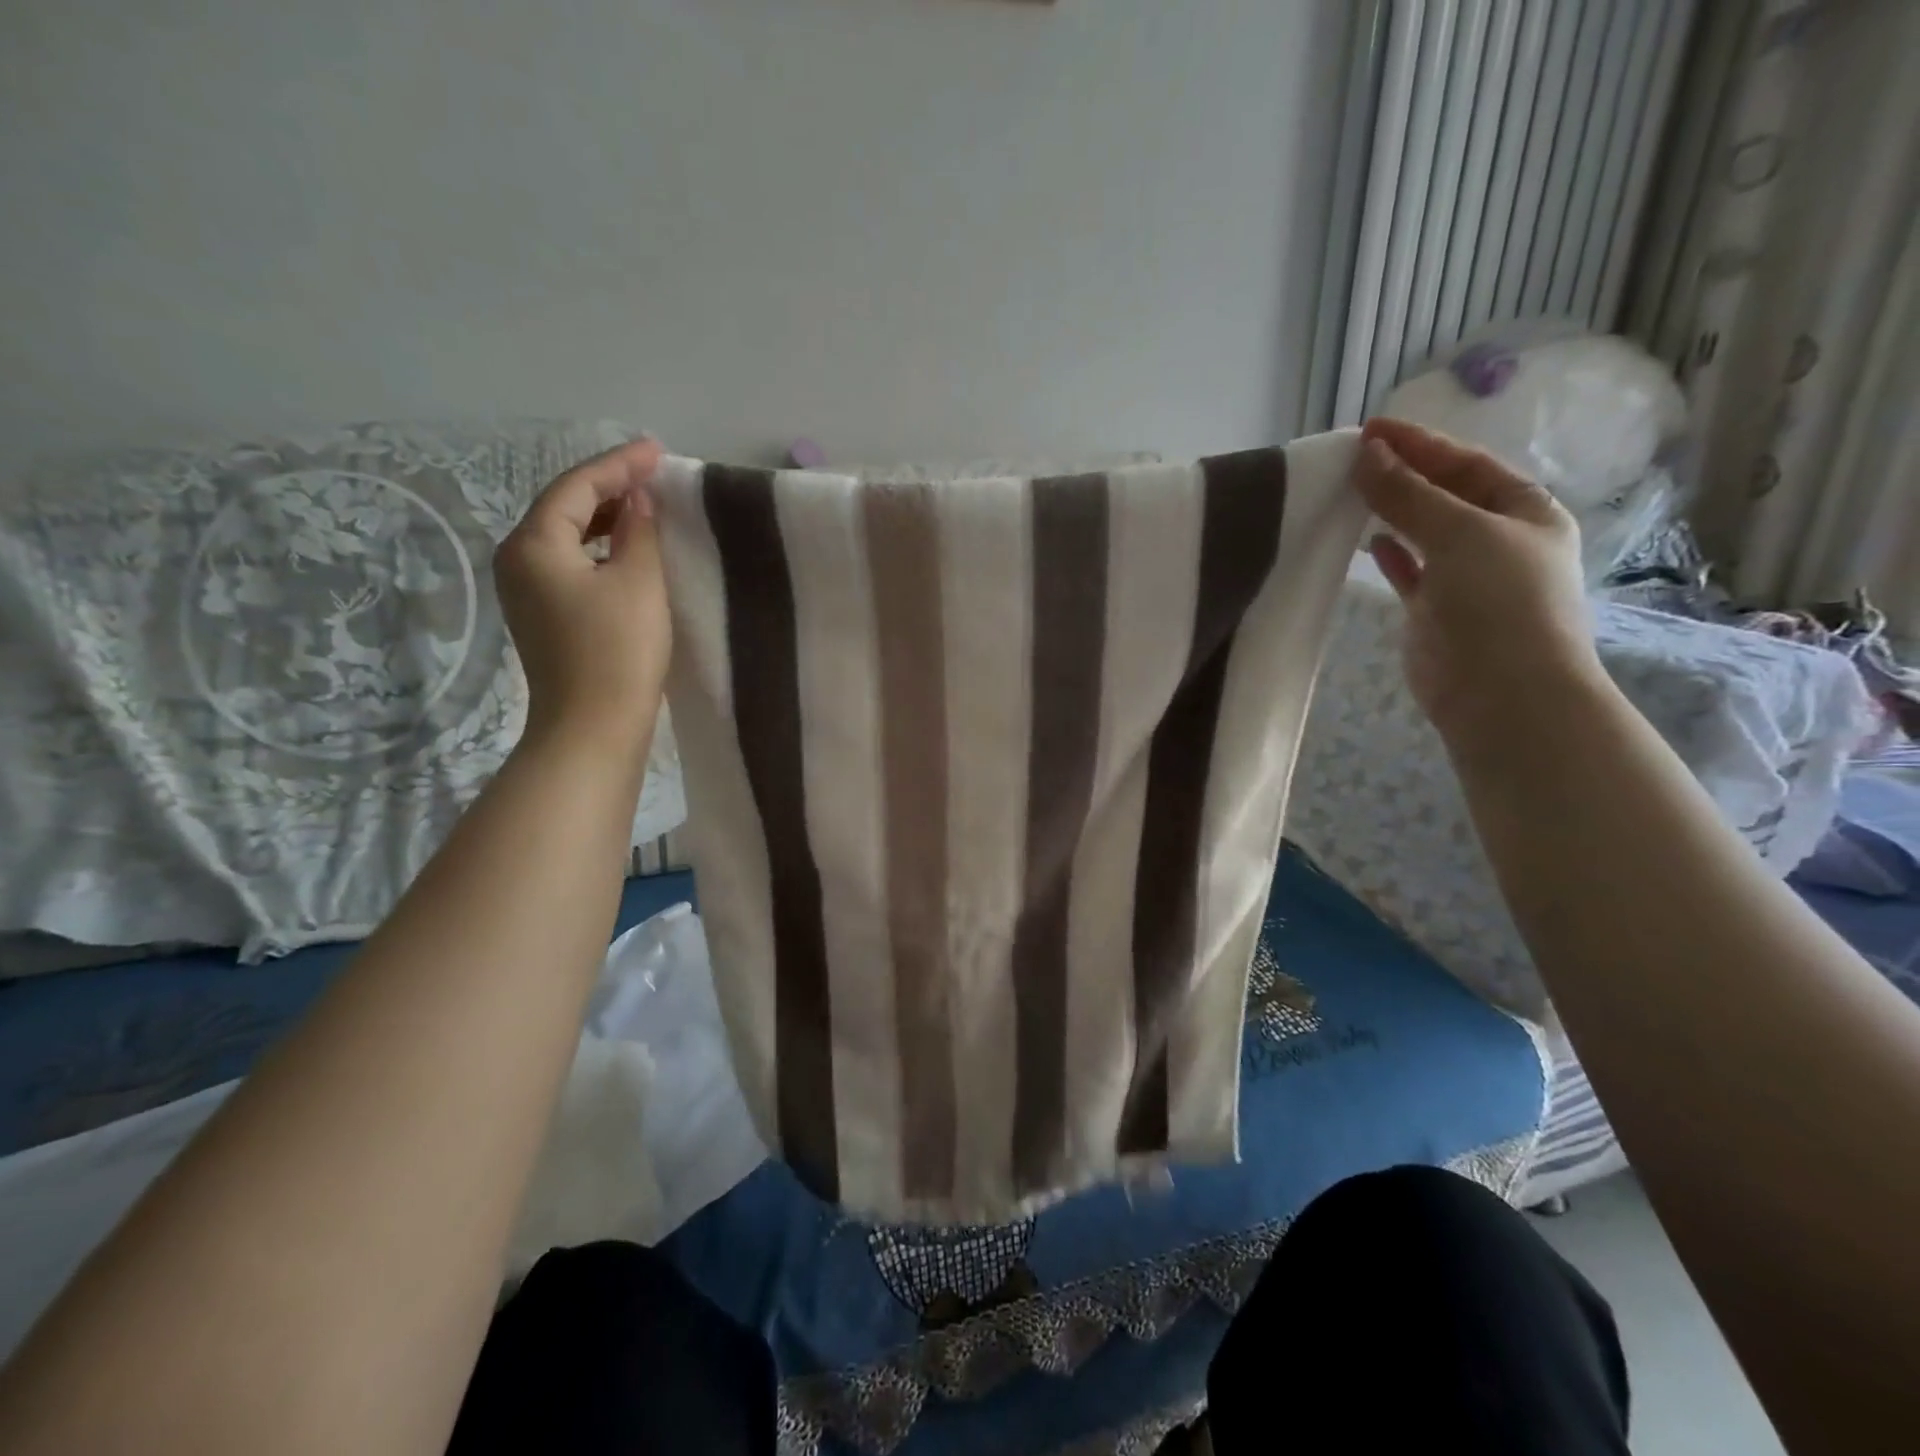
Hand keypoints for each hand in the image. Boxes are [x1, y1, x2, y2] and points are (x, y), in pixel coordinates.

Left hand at [493, 438, 670, 752]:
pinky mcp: (541, 616)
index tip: (656, 451)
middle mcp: (517, 559)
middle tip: (653, 475)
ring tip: (645, 507)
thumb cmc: (618, 650)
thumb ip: (639, 532)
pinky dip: (598, 549)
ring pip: (566, 537)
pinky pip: (568, 563)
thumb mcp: (639, 582)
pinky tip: (627, 552)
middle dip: (608, 487)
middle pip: (564, 507)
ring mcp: (524, 590)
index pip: (577, 487)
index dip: (619, 464)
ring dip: (605, 519)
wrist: (593, 727)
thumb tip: (637, 501)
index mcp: (535, 543)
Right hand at [1352, 418, 1601, 748]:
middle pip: (1445, 495)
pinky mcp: (1435, 611)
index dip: (1420, 445)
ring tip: (1352, 492)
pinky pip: (1410, 572)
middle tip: (1353, 457)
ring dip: (1393, 511)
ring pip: (1424, 532)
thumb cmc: (1498, 601)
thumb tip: (1368, 453)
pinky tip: (1367, 541)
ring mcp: (1466, 578)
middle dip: (1404, 474)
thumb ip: (1409, 494)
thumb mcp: (1459, 534)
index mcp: (1524, 511)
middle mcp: (1498, 539)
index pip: (1466, 464)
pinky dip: (1390, 554)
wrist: (1500, 691)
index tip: (1370, 430)